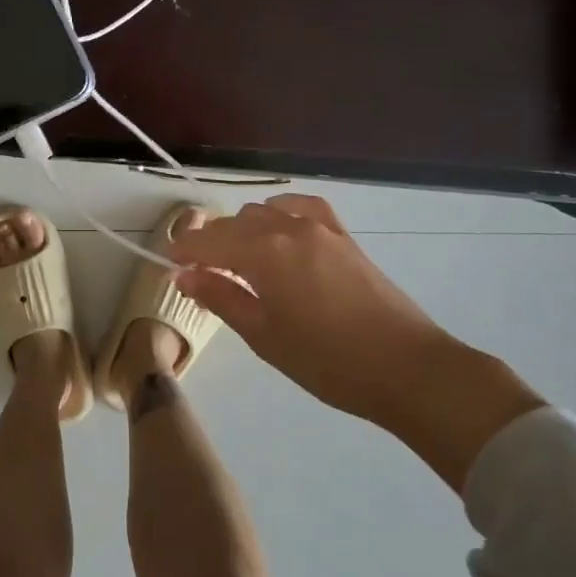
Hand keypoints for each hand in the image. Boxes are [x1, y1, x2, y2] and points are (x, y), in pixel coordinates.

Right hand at [170, 194, 545, 491]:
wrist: (408, 368)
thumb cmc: (328, 361)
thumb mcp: (264, 336)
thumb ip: (221, 297)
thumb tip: (183, 275)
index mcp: (263, 252)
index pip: (208, 241)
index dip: (183, 251)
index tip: (167, 263)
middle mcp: (287, 228)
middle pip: (234, 223)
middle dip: (211, 242)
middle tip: (200, 273)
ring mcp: (319, 227)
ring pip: (264, 213)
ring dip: (243, 230)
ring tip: (239, 261)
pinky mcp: (342, 235)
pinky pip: (300, 209)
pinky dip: (279, 215)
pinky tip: (279, 233)